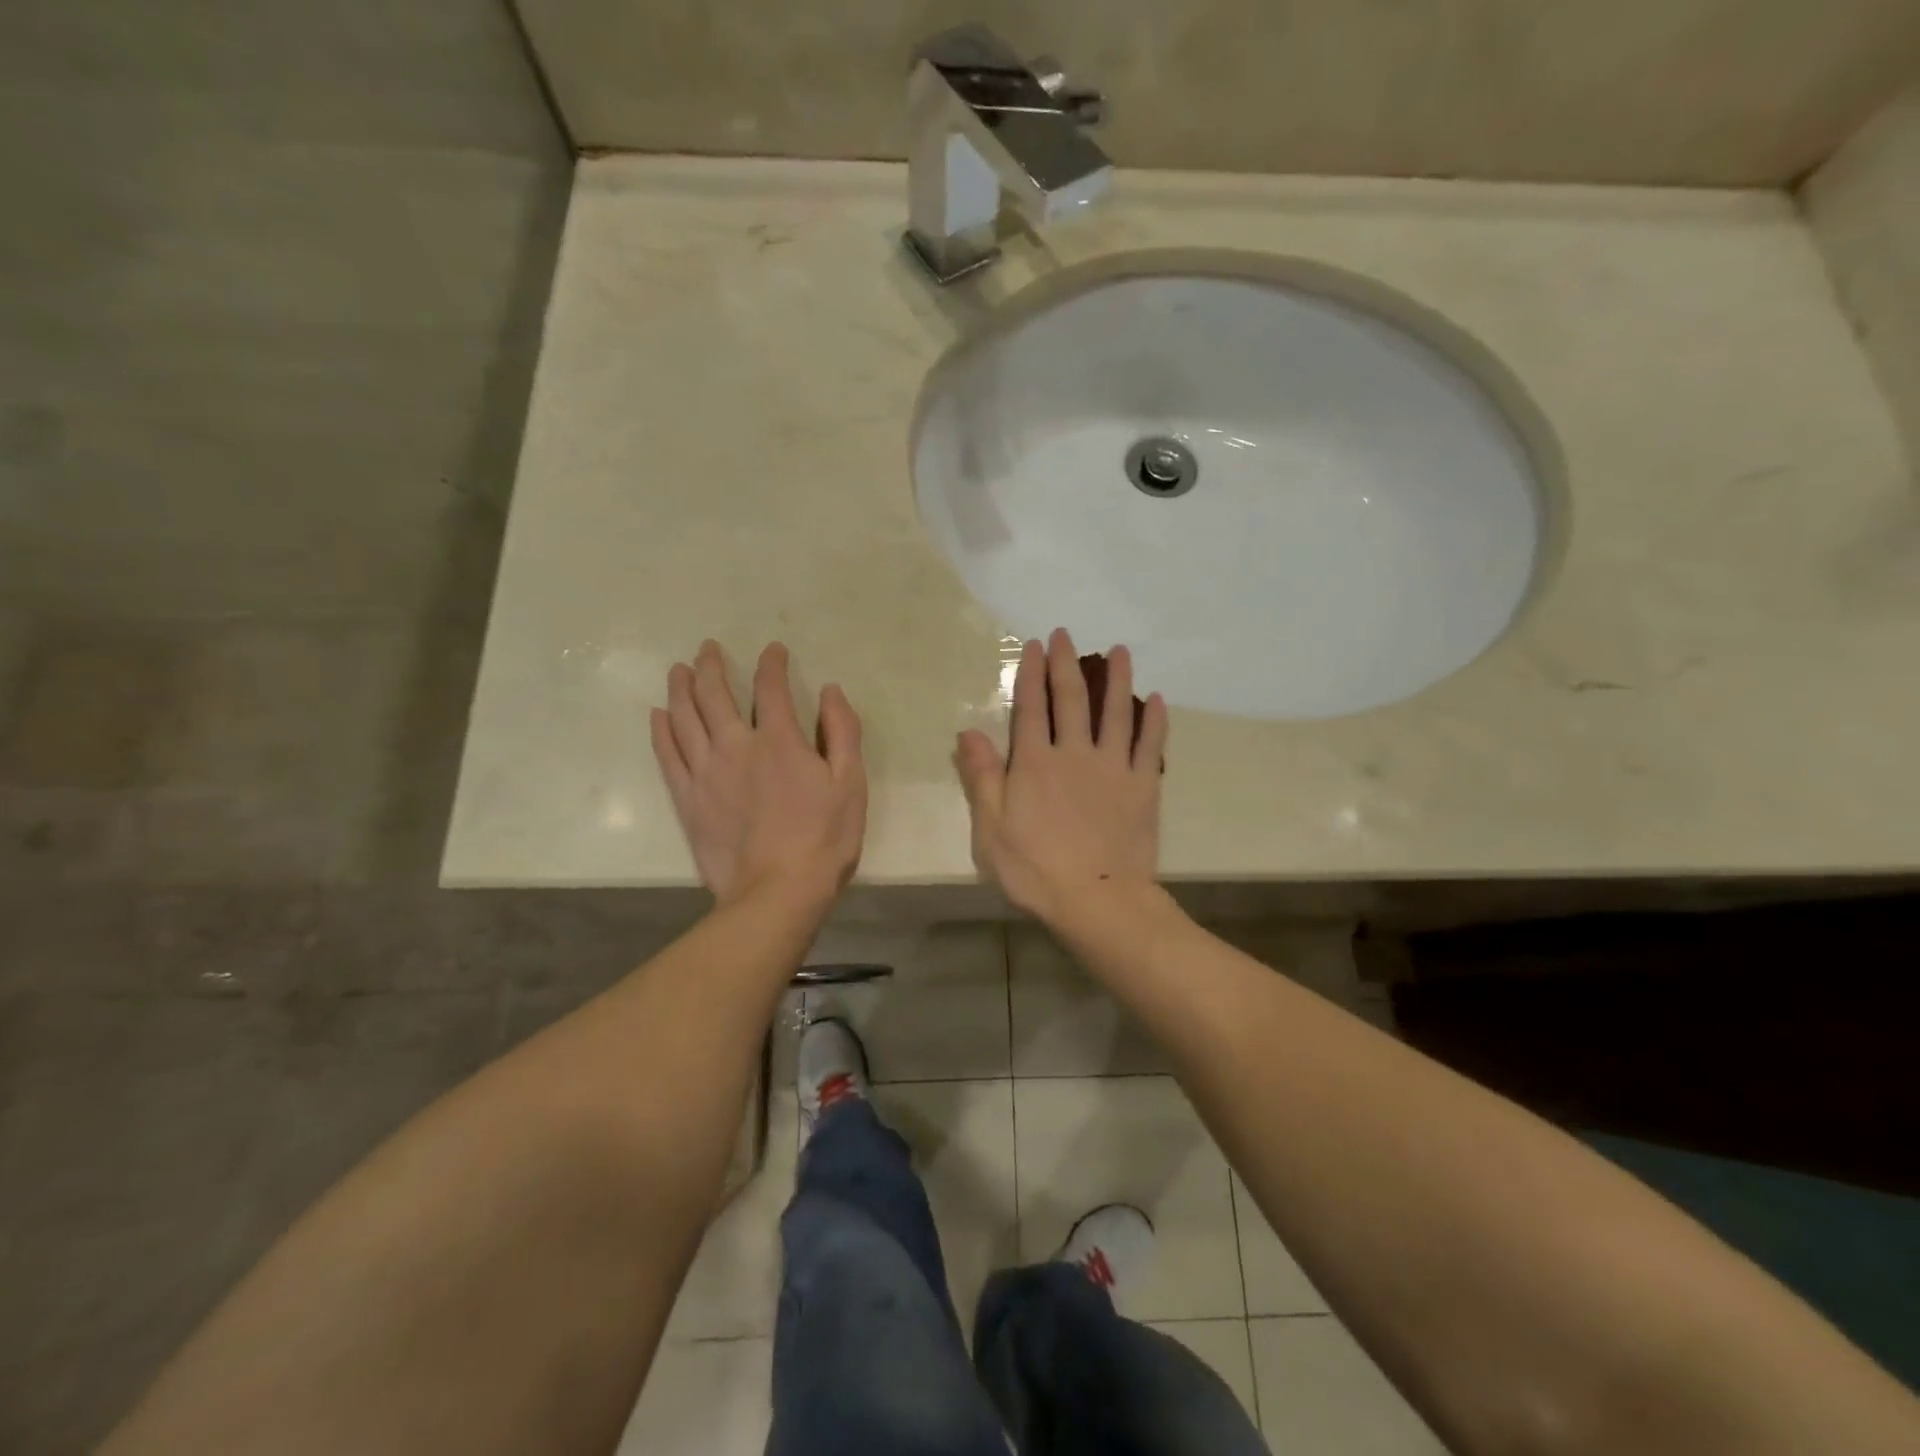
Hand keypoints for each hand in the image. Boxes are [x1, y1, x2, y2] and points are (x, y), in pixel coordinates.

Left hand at [651, 641, 865, 907]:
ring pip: (685, 718)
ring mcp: (706, 772)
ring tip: (679, 670)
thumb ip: (842, 731)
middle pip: (716, 695)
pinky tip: (658, 715)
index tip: (773, 651)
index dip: (771, 664)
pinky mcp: (687, 799)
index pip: (771, 688)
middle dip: (712, 666)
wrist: (777, 892)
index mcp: (780, 741)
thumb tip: (830, 691)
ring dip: (681, 689)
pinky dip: (661, 731)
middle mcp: (736, 746)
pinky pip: (667, 755)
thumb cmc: (824, 838)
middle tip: (707, 648)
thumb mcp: (851, 783)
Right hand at [954, 628, 1169, 922]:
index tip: (1034, 645)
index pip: (1031, 707)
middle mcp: (1074, 754)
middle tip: (1065, 634)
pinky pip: (1150, 745)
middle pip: (1071, 699)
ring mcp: (1113, 768)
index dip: (1031, 673)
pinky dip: (1154, 721)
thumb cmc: (1036, 870)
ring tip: (1119, 650)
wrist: (1098, 900)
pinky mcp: (1143, 786)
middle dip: (1066, 664)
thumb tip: (969, 732)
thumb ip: (983, 778)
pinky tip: (1157, 699)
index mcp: (1035, 763)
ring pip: (1116, 712)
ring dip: (1117, 679)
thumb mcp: (991, 830)